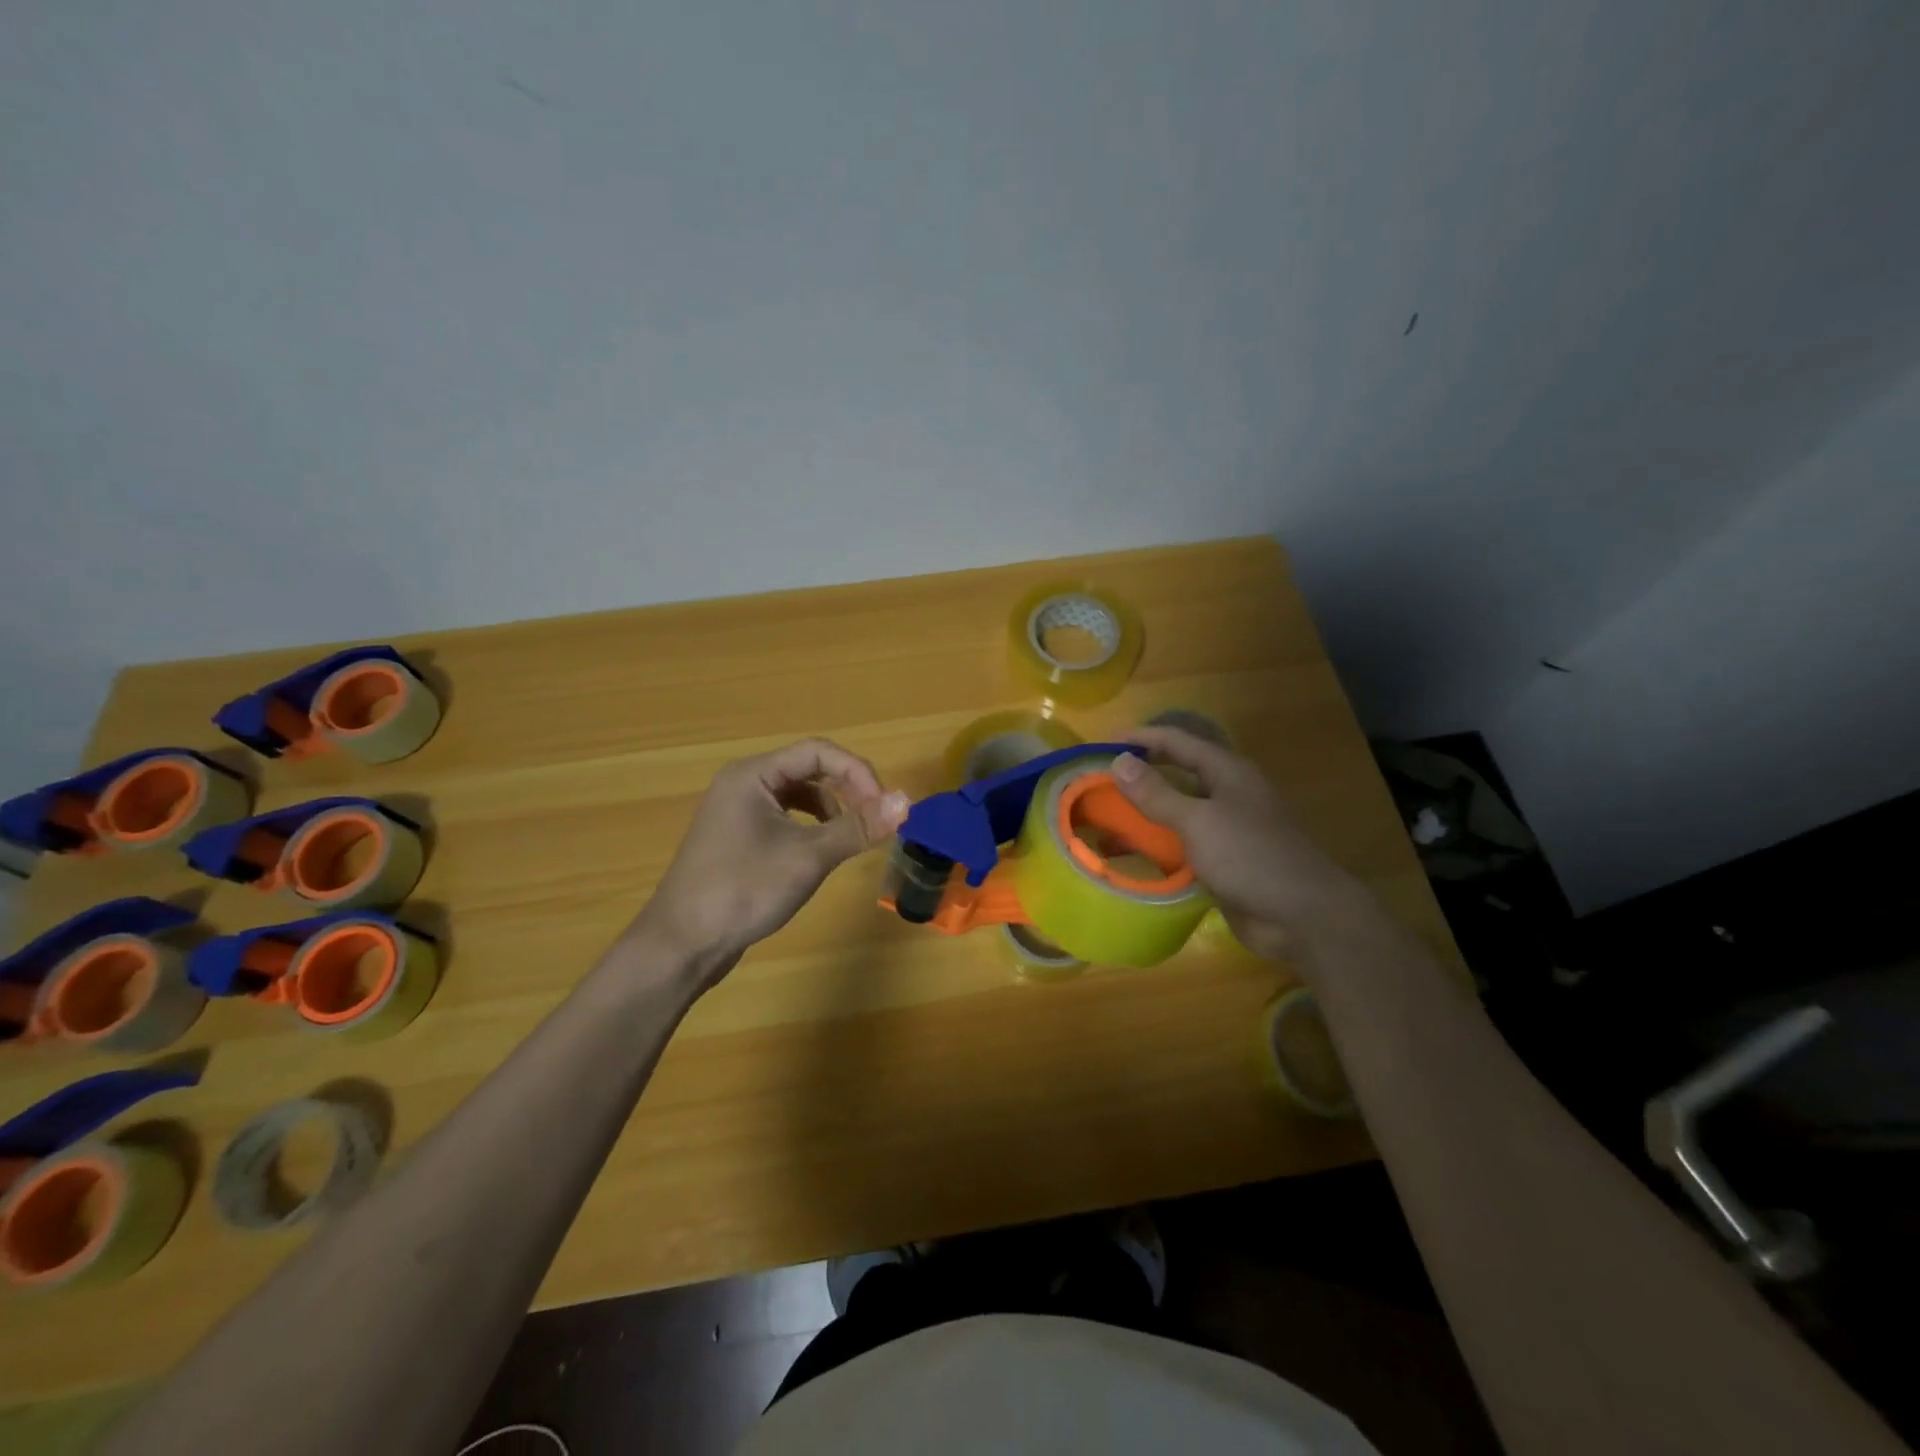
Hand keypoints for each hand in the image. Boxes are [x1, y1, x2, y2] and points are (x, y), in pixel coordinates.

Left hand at [628, 738, 909, 988]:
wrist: (682, 944)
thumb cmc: (743, 890)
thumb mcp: (808, 857)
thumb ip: (858, 827)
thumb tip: (906, 802)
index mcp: (753, 775)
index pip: (818, 752)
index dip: (857, 773)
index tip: (883, 806)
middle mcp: (743, 784)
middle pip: (808, 769)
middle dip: (847, 789)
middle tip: (875, 819)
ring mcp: (737, 812)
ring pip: (797, 795)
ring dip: (831, 808)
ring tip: (851, 837)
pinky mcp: (738, 839)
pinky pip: (784, 818)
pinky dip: (810, 827)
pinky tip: (820, 852)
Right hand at [1109, 726, 1368, 964]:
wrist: (1303, 917)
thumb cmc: (1251, 857)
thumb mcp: (1198, 821)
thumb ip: (1157, 793)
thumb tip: (1119, 760)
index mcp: (1228, 772)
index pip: (1177, 741)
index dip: (1140, 737)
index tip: (1101, 743)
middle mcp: (1229, 793)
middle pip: (1178, 773)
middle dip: (1141, 773)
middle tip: (1100, 779)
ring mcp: (1230, 828)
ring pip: (1180, 810)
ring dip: (1147, 810)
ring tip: (1108, 815)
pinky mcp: (1227, 860)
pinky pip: (1185, 842)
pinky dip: (1160, 843)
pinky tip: (1136, 852)